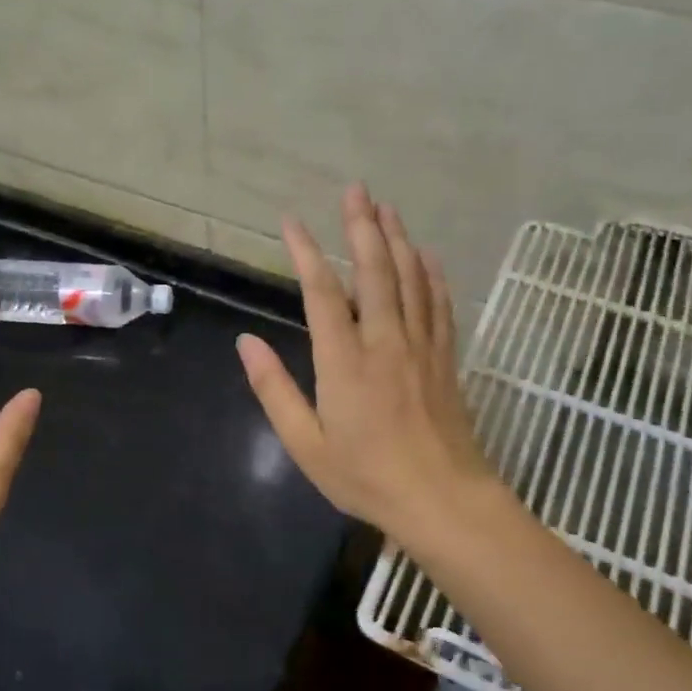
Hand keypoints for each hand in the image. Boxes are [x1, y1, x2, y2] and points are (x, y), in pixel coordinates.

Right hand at [236, 184, 492, 551]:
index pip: (322, 293)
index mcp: (344, 362)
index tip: (292, 222)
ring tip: (386, 207)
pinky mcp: (445, 358)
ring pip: (411, 279)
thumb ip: (275, 390)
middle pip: (375, 271)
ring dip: (397, 239)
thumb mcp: (306, 444)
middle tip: (355, 190)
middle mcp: (384, 342)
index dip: (306, 252)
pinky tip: (427, 255)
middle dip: (362, 227)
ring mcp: (420, 347)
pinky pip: (439, 304)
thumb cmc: (367, 477)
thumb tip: (246, 343)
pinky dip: (432, 274)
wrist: (443, 501)